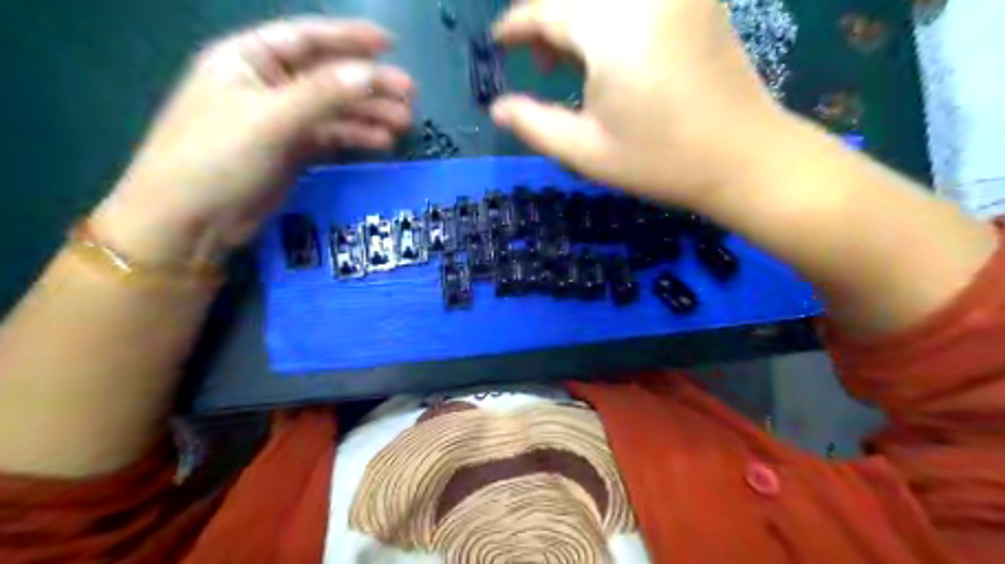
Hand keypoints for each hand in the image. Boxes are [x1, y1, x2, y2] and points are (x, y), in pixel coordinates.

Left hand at [91, 18, 412, 263]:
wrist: (191, 220)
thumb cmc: (217, 157)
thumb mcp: (269, 119)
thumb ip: (321, 94)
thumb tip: (370, 74)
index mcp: (248, 59)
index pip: (306, 38)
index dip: (349, 38)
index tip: (390, 44)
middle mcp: (267, 84)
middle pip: (328, 76)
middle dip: (369, 85)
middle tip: (410, 97)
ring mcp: (281, 120)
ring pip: (334, 109)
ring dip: (369, 114)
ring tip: (403, 124)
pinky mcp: (292, 151)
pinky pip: (331, 136)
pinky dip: (356, 138)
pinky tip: (382, 143)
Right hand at [492, 1, 789, 208]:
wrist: (743, 158)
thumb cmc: (660, 161)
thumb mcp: (586, 151)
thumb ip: (533, 125)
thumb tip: (497, 109)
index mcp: (612, 27)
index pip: (547, 11)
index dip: (515, 27)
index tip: (497, 44)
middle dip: (547, 20)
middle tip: (541, 66)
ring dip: (578, 17)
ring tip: (572, 61)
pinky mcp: (697, 0)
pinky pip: (636, 2)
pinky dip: (610, 16)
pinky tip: (609, 51)